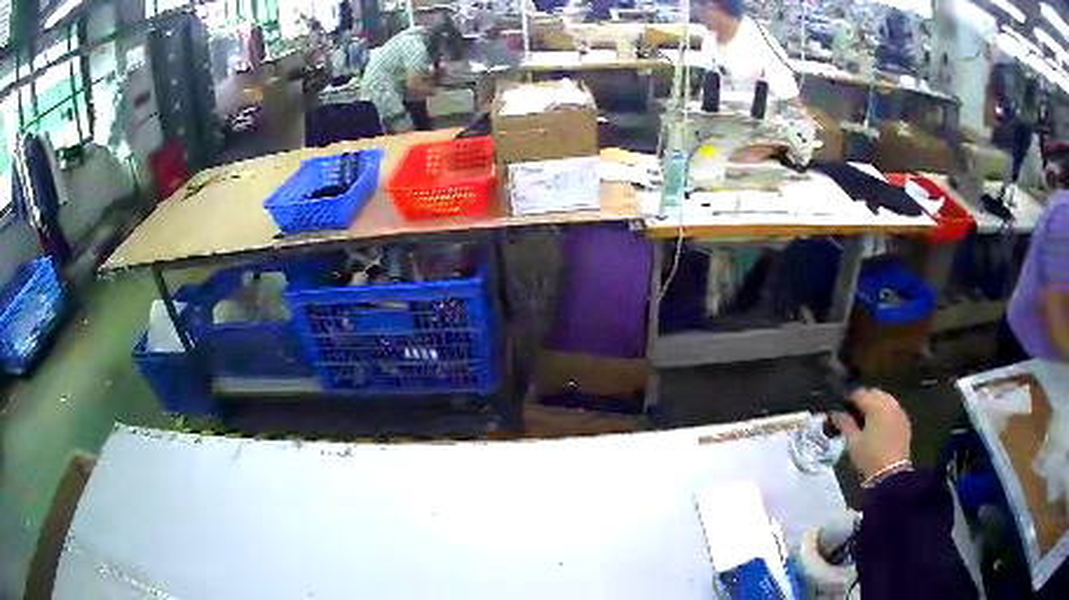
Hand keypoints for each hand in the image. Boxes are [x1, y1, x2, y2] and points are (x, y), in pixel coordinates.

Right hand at [831, 388, 911, 479]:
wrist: (891, 474)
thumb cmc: (869, 457)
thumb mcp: (853, 442)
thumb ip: (844, 424)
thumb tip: (835, 413)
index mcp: (876, 406)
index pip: (859, 393)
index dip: (848, 397)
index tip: (840, 406)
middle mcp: (889, 403)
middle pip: (874, 393)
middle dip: (863, 399)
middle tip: (852, 412)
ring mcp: (899, 412)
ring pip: (885, 399)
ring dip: (875, 405)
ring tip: (865, 419)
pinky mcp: (905, 422)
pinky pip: (893, 409)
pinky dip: (885, 412)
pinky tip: (878, 425)